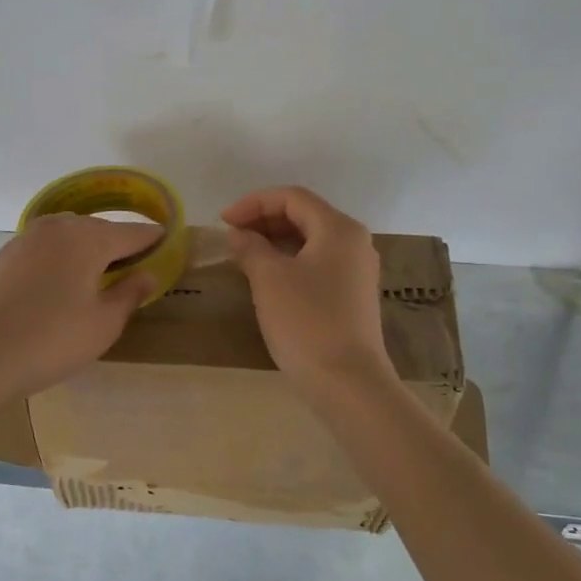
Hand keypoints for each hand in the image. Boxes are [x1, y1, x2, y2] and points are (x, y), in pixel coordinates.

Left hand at [0, 213, 161, 407]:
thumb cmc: (51, 341)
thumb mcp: (104, 323)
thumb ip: (130, 293)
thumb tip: (147, 274)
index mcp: (88, 237)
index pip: (132, 233)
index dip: (153, 239)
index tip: (169, 243)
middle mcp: (57, 227)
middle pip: (98, 229)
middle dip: (118, 244)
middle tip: (134, 268)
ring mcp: (26, 239)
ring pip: (68, 236)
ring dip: (87, 250)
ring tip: (98, 277)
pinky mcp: (4, 256)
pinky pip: (45, 249)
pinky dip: (60, 259)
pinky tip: (60, 284)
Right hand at [221, 186, 394, 392]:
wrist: (347, 382)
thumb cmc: (306, 321)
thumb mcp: (269, 279)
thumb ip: (250, 248)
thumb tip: (238, 235)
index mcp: (338, 228)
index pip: (292, 197)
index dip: (253, 203)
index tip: (223, 221)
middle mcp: (354, 242)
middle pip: (304, 215)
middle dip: (264, 220)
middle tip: (231, 237)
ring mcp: (357, 270)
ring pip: (311, 241)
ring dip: (275, 241)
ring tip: (243, 255)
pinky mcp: (352, 295)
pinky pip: (318, 263)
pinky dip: (290, 261)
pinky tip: (267, 278)